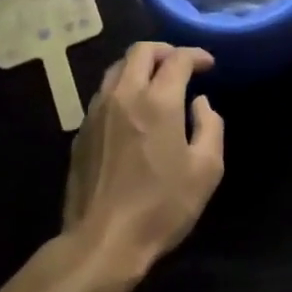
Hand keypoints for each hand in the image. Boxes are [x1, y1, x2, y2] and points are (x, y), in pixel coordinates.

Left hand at [63, 42, 225, 282]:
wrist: (102, 241)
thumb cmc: (162, 207)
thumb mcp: (206, 170)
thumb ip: (210, 126)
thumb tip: (200, 103)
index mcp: (158, 101)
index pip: (177, 59)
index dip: (196, 55)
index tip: (208, 64)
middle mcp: (124, 95)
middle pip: (140, 51)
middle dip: (165, 51)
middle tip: (181, 65)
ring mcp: (97, 112)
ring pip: (117, 69)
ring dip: (140, 67)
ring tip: (156, 83)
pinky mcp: (81, 131)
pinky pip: (104, 94)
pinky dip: (123, 89)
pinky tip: (133, 111)